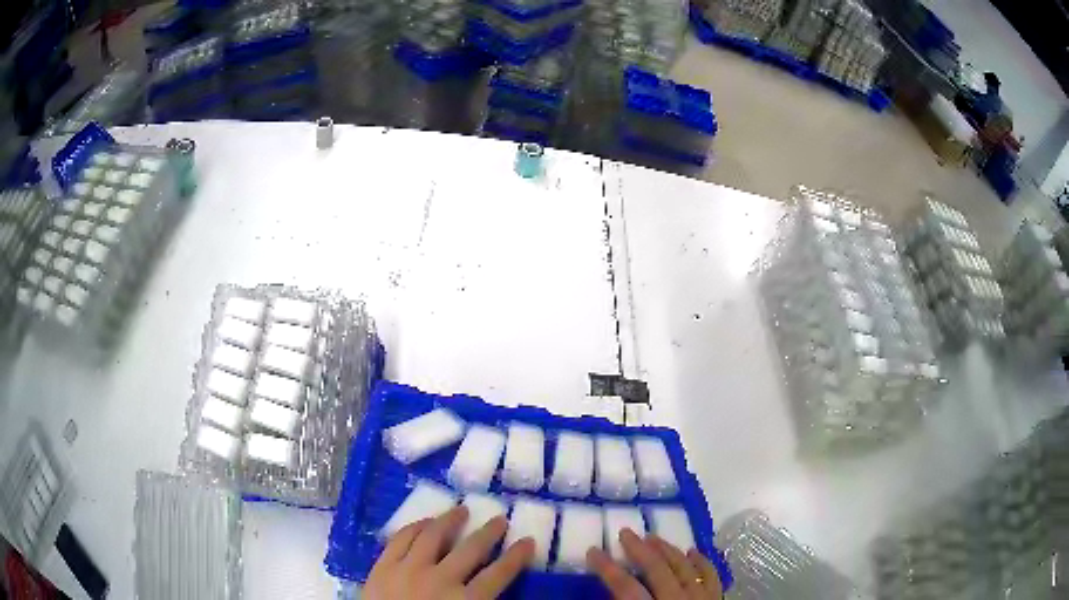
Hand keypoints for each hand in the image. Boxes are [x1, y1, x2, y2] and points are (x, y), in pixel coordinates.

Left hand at [366, 505, 534, 599]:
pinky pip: (400, 538)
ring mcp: (408, 569)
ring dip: (450, 520)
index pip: (499, 575)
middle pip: (470, 550)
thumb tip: (494, 592)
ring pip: (433, 536)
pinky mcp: (383, 565)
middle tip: (499, 518)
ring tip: (460, 510)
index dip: (516, 557)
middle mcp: (440, 579)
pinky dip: (415, 527)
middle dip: (489, 533)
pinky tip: (424, 522)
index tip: (528, 541)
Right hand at [587, 528, 723, 598]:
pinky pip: (711, 576)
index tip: (593, 551)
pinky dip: (702, 562)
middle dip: (639, 549)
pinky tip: (693, 551)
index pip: (625, 588)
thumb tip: (610, 598)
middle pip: (658, 569)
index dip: (607, 568)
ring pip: (685, 567)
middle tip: (625, 533)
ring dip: (668, 550)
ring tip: (653, 537)